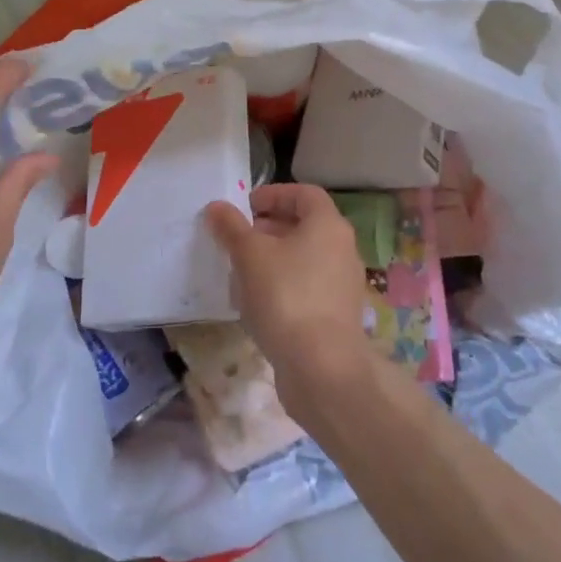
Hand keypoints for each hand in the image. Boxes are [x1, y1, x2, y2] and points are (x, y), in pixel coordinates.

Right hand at [206, 184, 373, 413]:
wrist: (322, 368)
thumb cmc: (286, 296)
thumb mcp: (249, 255)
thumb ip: (232, 228)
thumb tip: (217, 207)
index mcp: (328, 225)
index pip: (305, 194)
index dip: (274, 194)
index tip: (245, 207)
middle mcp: (343, 249)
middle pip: (306, 225)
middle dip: (270, 227)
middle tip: (239, 238)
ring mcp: (343, 284)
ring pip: (305, 258)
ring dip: (274, 258)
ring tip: (242, 271)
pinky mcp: (337, 315)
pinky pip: (308, 287)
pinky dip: (284, 285)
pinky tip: (259, 304)